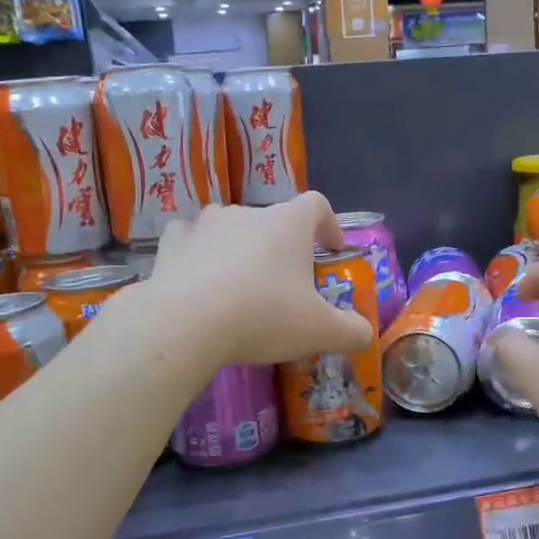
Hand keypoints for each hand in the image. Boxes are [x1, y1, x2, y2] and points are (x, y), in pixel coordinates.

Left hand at [143, 193, 375, 366]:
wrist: (186, 323)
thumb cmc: (263, 316)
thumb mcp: (320, 331)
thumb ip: (351, 330)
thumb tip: (366, 334)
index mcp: (289, 223)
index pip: (317, 205)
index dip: (328, 224)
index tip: (331, 249)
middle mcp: (248, 212)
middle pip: (273, 221)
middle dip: (281, 248)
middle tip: (285, 286)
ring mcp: (206, 224)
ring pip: (230, 227)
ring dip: (239, 248)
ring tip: (239, 284)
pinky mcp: (172, 243)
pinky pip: (190, 240)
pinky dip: (197, 253)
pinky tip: (197, 278)